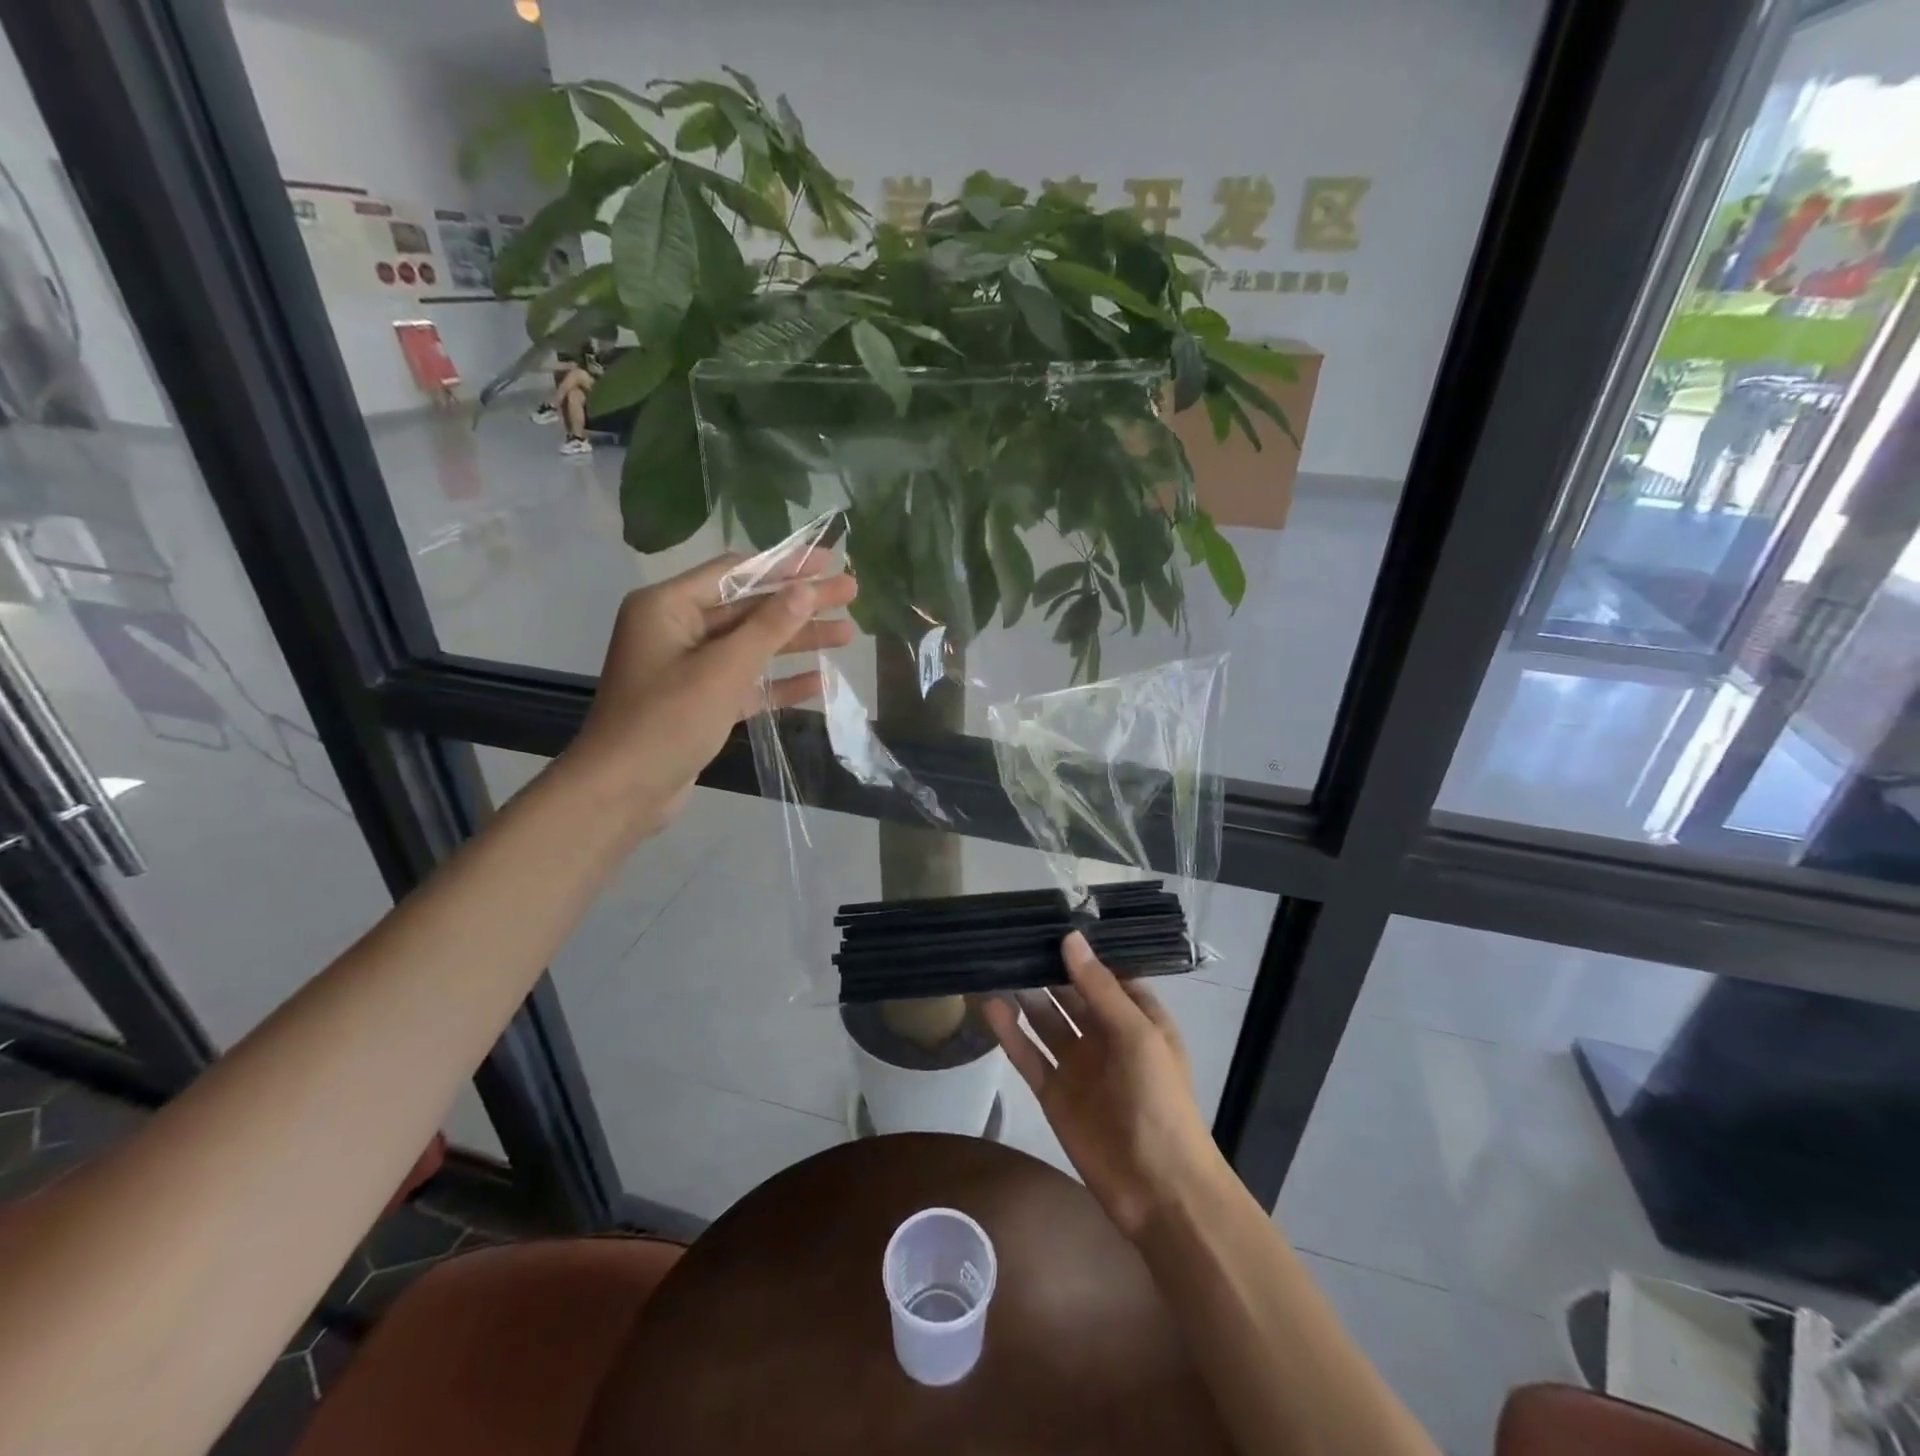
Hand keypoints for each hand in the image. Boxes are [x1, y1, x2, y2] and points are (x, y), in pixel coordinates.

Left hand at [566, 550, 855, 835]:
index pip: (736, 573)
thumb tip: (806, 589)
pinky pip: (746, 682)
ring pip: (752, 646)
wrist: (623, 792)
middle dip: (800, 604)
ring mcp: (689, 668)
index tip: (828, 560)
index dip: (786, 566)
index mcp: (668, 606)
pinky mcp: (701, 702)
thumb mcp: (722, 669)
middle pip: (749, 608)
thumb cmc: (666, 720)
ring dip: (797, 641)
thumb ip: (767, 627)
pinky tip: (819, 681)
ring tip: (846, 635)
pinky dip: (779, 682)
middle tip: (850, 593)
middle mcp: (677, 629)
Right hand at [983, 932, 1221, 1241]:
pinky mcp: (1053, 1092)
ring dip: (1023, 994)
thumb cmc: (1159, 1100)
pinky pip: (1028, 1054)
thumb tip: (1069, 937)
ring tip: (992, 960)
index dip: (1079, 949)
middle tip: (1008, 934)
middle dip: (1044, 967)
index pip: (1104, 972)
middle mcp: (1105, 1034)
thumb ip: (1099, 988)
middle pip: (1069, 993)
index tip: (1047, 917)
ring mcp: (1077, 1064)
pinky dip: (1009, 1031)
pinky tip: (988, 1004)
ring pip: (1044, 1019)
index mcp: (1136, 1016)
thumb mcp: (1136, 1035)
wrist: (1159, 1190)